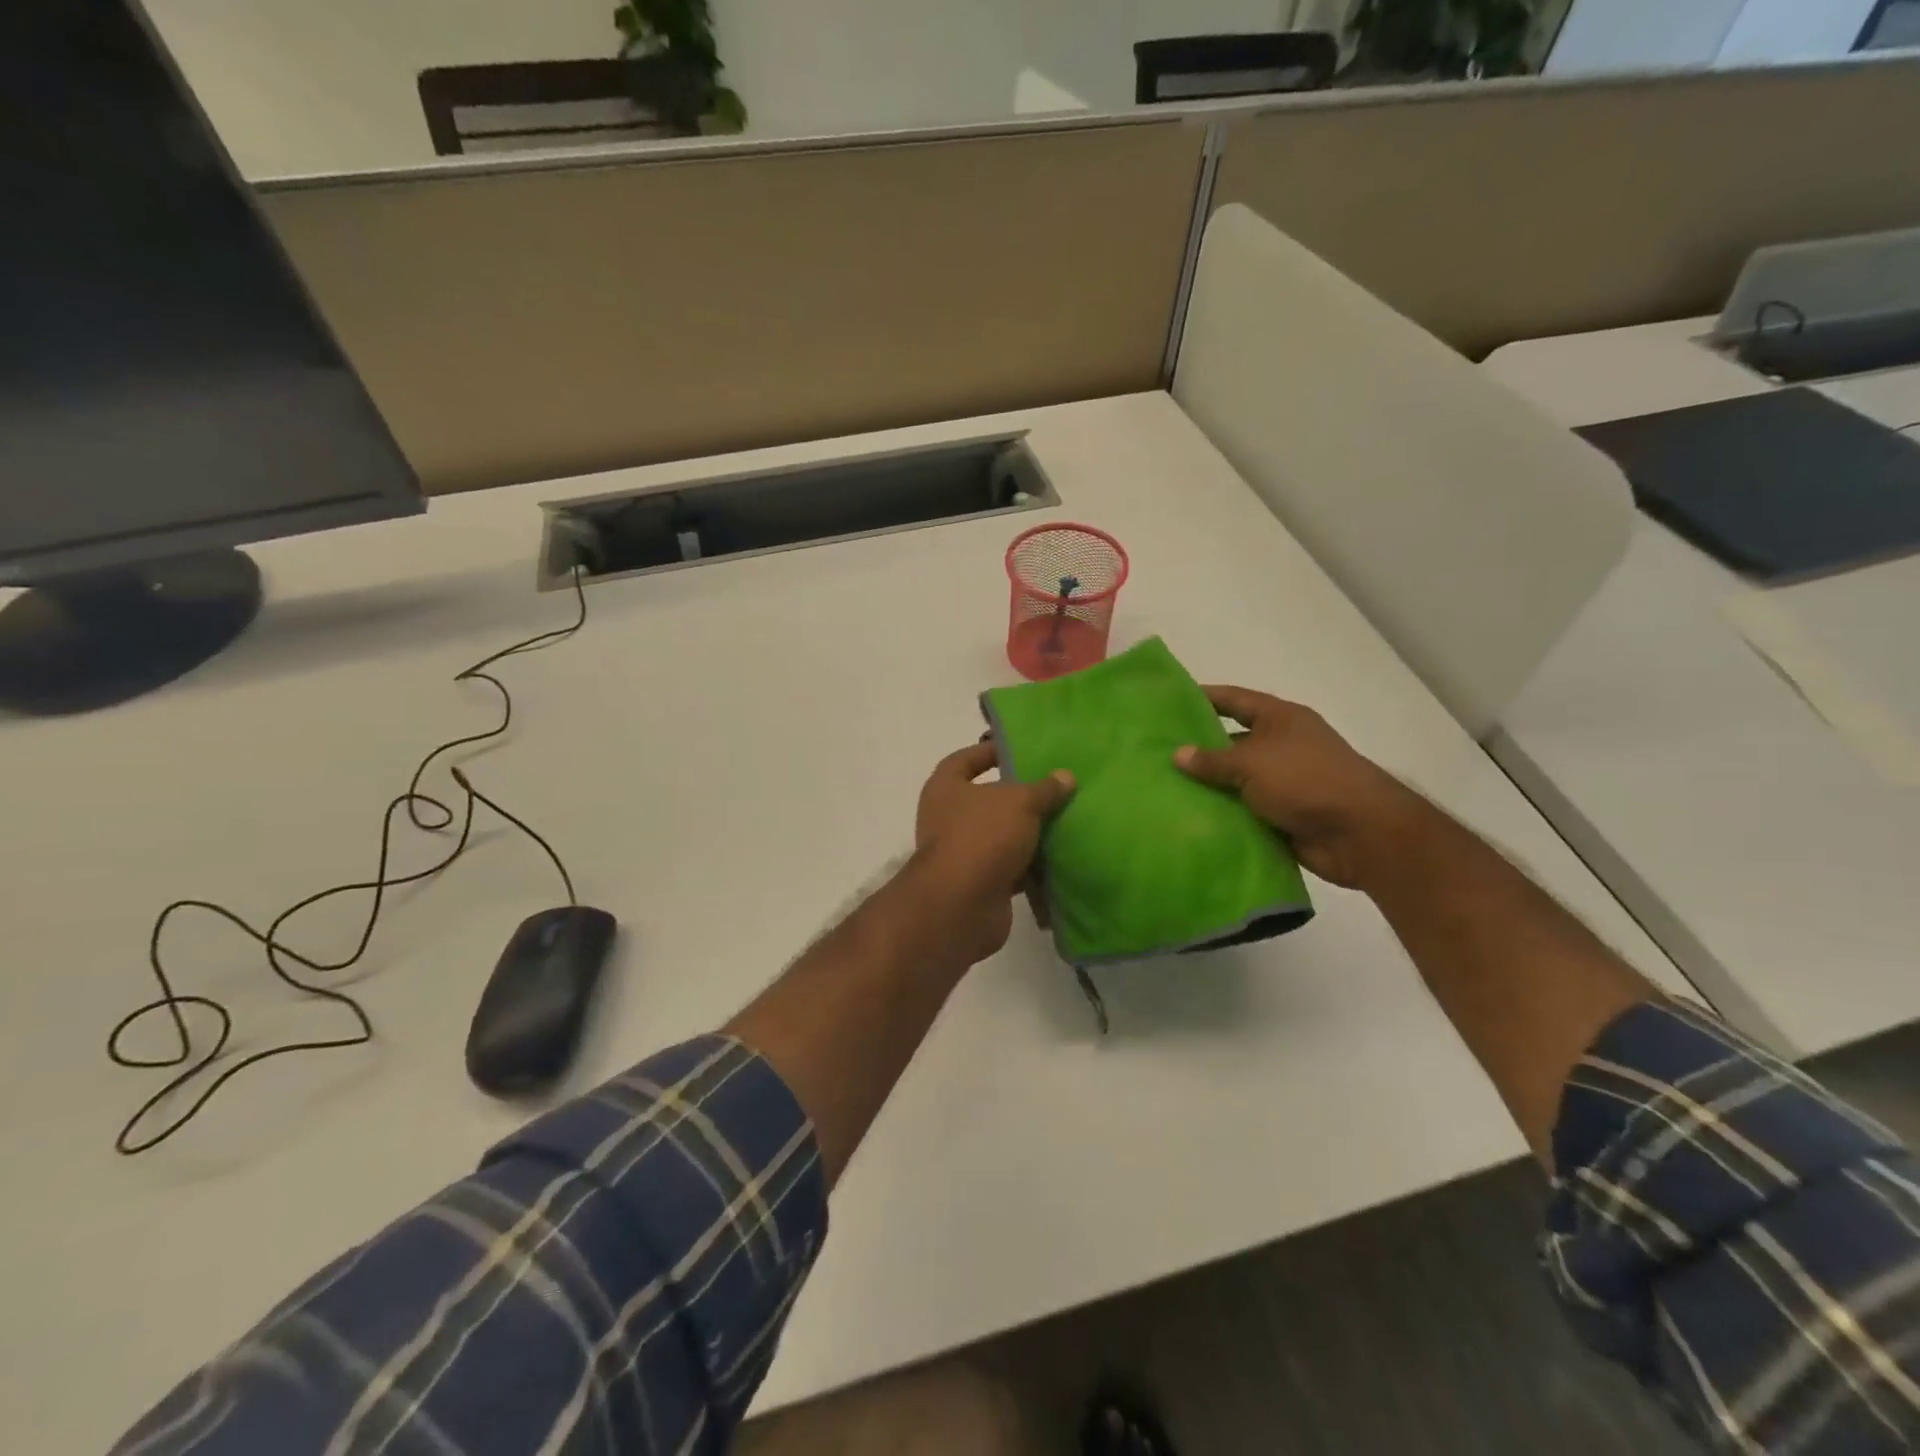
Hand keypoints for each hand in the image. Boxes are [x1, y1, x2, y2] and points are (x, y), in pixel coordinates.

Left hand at [911, 742, 1074, 963]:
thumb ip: (1043, 788)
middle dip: (1018, 796)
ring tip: (1065, 820)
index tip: (1019, 750)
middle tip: (1053, 787)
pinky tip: (1061, 857)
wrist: (962, 905)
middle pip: (986, 800)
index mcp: (945, 788)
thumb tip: (1065, 776)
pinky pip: (1011, 867)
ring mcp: (962, 853)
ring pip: (1001, 836)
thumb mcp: (1020, 802)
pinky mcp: (980, 884)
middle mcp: (947, 818)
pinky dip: (1031, 864)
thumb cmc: (982, 836)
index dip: (988, 752)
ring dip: (1028, 832)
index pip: (964, 760)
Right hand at [1173, 686, 1430, 890]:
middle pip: (1231, 741)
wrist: (1360, 834)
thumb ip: (1213, 760)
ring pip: (1235, 780)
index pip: (1234, 700)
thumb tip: (1178, 754)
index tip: (1169, 700)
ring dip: (1207, 786)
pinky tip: (1188, 818)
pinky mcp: (1281, 815)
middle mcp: (1281, 746)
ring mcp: (1282, 782)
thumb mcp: (1252, 763)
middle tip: (1155, 752)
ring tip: (1162, 788)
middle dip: (1198, 748)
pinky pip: (1243, 810)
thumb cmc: (1306, 780)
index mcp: (1280, 720)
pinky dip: (1221, 814)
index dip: (1204, 697)